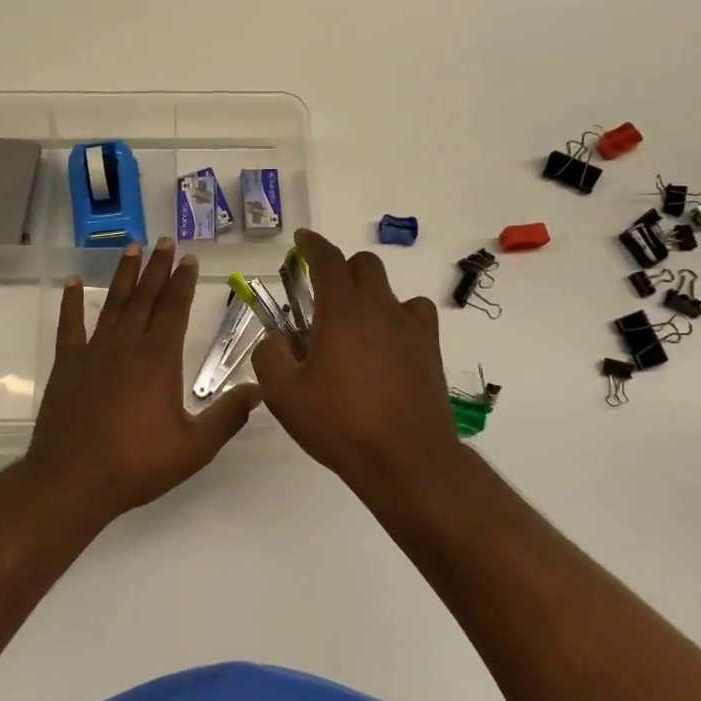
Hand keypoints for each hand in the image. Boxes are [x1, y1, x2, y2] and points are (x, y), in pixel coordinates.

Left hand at [26, 239, 259, 519]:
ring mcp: (94, 351)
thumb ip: (228, 416)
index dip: (183, 282)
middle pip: (146, 297)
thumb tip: (260, 390)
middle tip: (165, 242)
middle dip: (157, 268)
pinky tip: (73, 282)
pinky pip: (70, 325)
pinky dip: (71, 302)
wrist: (73, 480)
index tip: (188, 259)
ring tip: (132, 248)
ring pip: (113, 303)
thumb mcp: (194, 448)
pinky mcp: (68, 365)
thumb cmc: (137, 463)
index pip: (175, 308)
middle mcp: (127, 344)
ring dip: (125, 275)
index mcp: (160, 359)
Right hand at [253, 228, 462, 486]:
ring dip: (371, 295)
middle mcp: (381, 308)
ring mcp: (411, 329)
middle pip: (365, 266)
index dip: (312, 245)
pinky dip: (398, 319)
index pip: (328, 260)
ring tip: (355, 326)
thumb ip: (269, 356)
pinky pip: (416, 317)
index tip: (301, 240)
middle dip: (341, 269)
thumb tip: (277, 339)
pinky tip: (388, 345)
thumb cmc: (341, 424)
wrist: (407, 460)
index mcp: (343, 311)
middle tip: (321, 295)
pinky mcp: (431, 351)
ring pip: (392, 291)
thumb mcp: (285, 395)